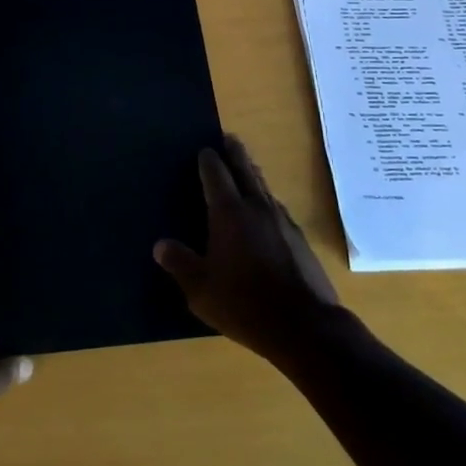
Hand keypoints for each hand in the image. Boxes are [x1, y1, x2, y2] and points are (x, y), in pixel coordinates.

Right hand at [154, 134, 342, 363]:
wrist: (305, 327)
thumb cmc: (245, 304)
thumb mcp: (201, 290)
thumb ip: (180, 264)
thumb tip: (160, 245)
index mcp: (229, 213)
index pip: (216, 174)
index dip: (208, 159)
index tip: (203, 149)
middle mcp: (256, 207)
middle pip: (245, 169)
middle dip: (235, 152)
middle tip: (228, 138)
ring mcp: (282, 221)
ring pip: (264, 186)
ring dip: (252, 173)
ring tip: (245, 167)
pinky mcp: (299, 238)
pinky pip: (276, 207)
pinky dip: (265, 199)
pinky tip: (264, 211)